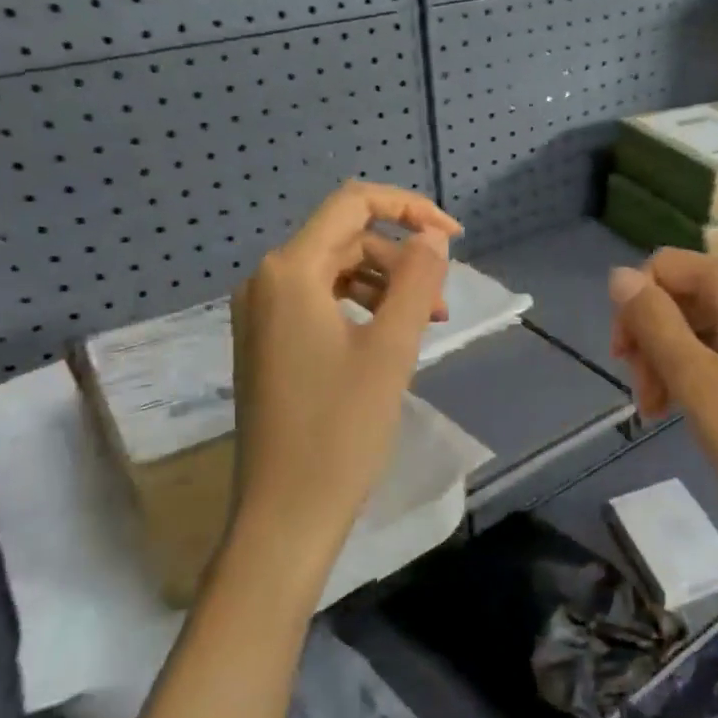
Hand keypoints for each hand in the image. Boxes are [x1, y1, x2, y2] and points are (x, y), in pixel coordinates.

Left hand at [229, 181, 459, 559]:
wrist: (286, 513)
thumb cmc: (341, 429)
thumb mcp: (392, 347)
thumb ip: (417, 280)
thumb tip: (432, 235)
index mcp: (290, 272)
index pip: (353, 204)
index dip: (409, 209)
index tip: (455, 238)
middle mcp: (267, 282)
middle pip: (347, 241)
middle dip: (402, 260)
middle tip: (442, 304)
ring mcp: (263, 316)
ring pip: (338, 274)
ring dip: (388, 287)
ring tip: (427, 326)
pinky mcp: (269, 345)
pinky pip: (323, 304)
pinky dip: (364, 310)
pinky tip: (391, 341)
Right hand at [609, 250, 717, 562]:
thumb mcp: (694, 379)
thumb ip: (653, 321)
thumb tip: (619, 275)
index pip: (664, 267)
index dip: (633, 309)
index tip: (624, 363)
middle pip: (686, 295)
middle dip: (653, 339)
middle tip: (646, 399)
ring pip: (707, 324)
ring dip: (674, 360)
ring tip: (662, 412)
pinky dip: (705, 370)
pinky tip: (697, 410)